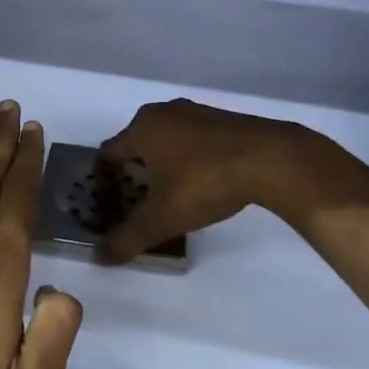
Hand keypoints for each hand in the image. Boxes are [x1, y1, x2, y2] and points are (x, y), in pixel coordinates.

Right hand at [97, 98, 368, 325]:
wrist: (269, 159)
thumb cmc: (205, 182)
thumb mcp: (163, 218)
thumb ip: (128, 238)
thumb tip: (99, 257)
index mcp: (141, 128)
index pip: (107, 155)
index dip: (103, 184)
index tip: (110, 208)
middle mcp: (162, 112)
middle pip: (134, 146)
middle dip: (131, 177)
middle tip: (137, 206)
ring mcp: (194, 112)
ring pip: (164, 142)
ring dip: (160, 168)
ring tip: (169, 198)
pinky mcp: (220, 119)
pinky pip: (189, 140)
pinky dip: (184, 161)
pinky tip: (200, 184)